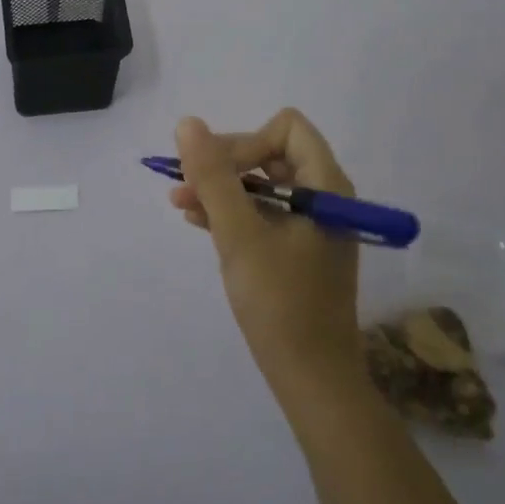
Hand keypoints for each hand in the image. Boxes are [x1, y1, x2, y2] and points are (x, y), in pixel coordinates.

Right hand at [171, 110, 362, 398]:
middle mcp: (325, 197)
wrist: (312, 380)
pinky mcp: (299, 249)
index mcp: (326, 185)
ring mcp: (312, 225)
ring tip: (179, 202)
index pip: (286, 128)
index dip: (246, 141)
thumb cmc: (280, 302)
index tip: (216, 173)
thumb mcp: (239, 234)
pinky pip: (263, 213)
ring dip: (221, 188)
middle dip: (225, 163)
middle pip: (270, 152)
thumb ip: (213, 176)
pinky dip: (232, 212)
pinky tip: (197, 221)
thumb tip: (188, 124)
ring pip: (262, 184)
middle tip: (185, 184)